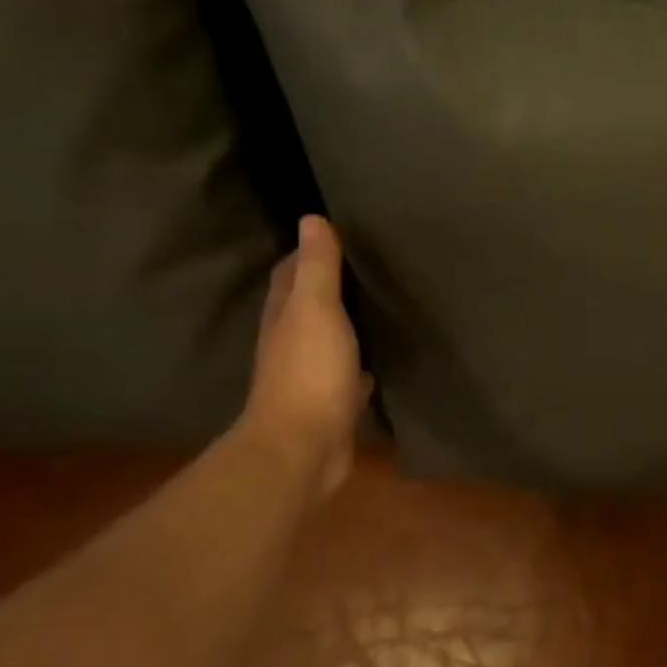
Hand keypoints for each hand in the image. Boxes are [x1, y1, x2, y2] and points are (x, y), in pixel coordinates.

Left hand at [238, 215, 370, 505]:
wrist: (303, 447)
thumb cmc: (310, 372)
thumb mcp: (316, 310)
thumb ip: (318, 268)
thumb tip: (311, 218)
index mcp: (285, 315)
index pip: (291, 272)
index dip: (310, 251)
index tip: (342, 233)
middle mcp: (292, 340)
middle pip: (308, 303)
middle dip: (332, 283)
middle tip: (370, 264)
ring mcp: (311, 373)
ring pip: (330, 336)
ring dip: (347, 320)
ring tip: (381, 302)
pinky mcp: (332, 400)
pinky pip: (349, 369)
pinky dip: (361, 358)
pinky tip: (382, 355)